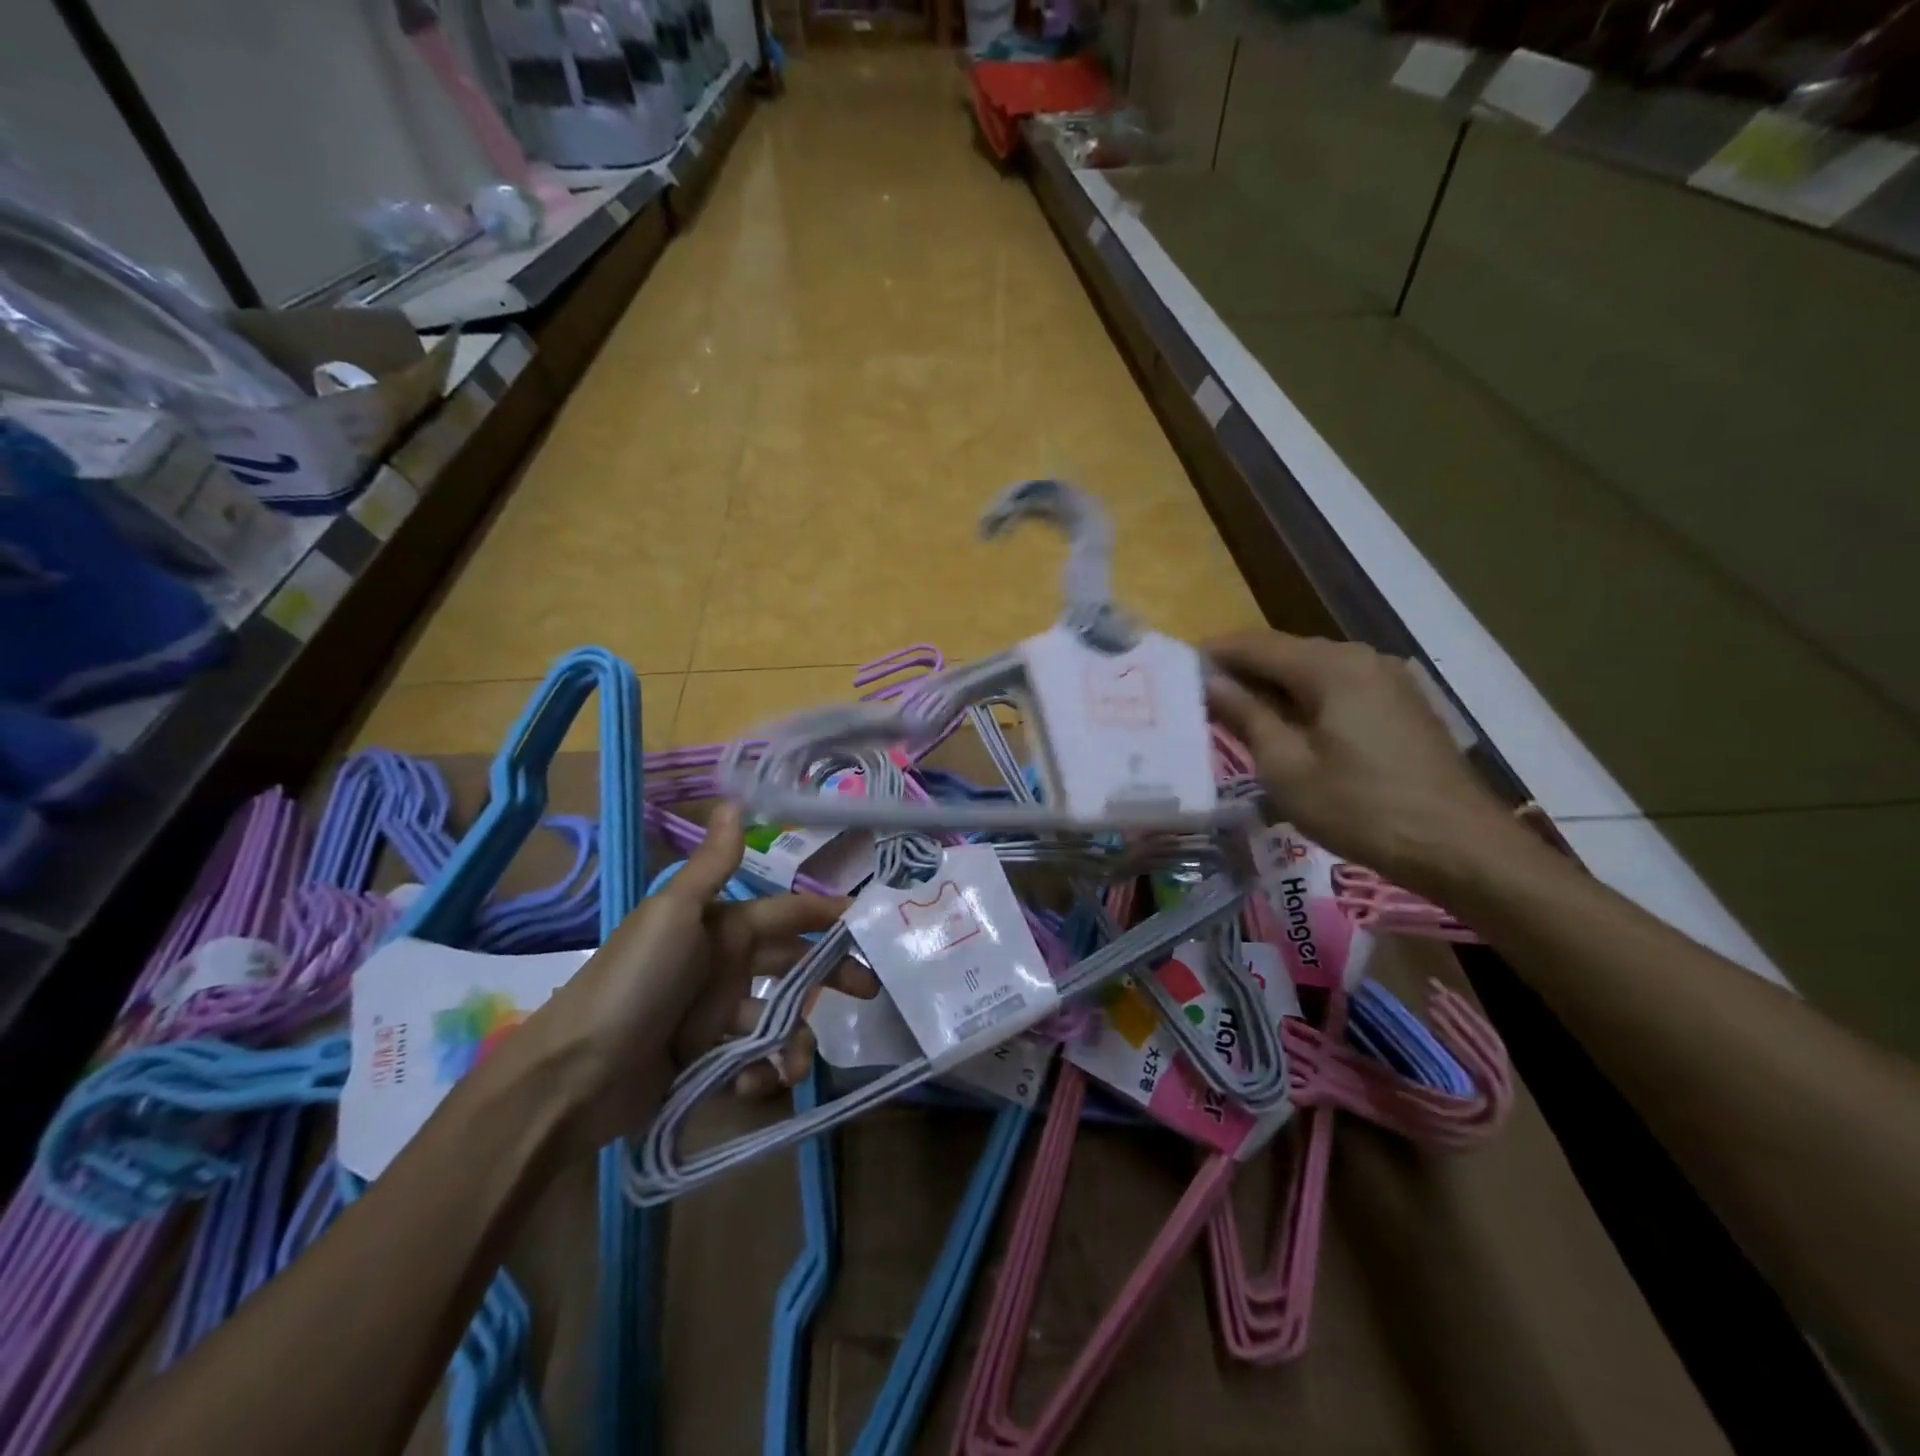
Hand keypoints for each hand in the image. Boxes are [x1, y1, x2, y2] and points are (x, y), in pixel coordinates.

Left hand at [518, 803, 867, 1150]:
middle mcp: (723, 966)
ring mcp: (714, 1015)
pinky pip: (751, 1059)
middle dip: (831, 976)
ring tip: (792, 1066)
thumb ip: (713, 865)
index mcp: (722, 928)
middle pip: (793, 965)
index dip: (826, 914)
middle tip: (868, 993)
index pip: (788, 914)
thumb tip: (735, 800)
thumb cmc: (634, 983)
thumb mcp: (674, 915)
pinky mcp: (705, 1061)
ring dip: (794, 1040)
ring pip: (777, 1018)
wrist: (572, 1076)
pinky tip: (756, 1084)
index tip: (869, 923)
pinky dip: (762, 1071)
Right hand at [1203, 630, 1529, 897]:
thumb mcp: (1287, 767)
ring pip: (1313, 672)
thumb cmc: (1361, 808)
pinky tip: (1287, 730)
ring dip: (1272, 688)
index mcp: (1331, 666)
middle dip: (1240, 671)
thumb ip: (1246, 716)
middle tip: (1199, 699)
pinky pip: (1339, 690)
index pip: (1255, 643)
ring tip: (1235, 717)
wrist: (1461, 847)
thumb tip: (1209, 681)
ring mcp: (1388, 680)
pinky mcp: (1402, 706)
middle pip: (1285, 652)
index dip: (1212, 653)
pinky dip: (1304, 701)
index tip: (1175, 671)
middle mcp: (1361, 658)